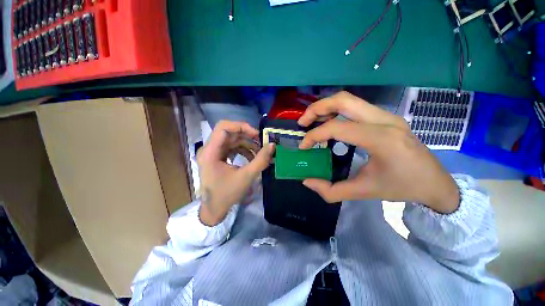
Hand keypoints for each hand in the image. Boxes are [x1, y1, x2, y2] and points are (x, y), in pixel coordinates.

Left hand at [197, 121, 274, 225]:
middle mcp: (209, 149)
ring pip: (232, 140)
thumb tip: (272, 145)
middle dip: (247, 136)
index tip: (256, 134)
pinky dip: (243, 150)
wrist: (214, 210)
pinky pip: (232, 148)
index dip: (241, 126)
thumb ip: (261, 160)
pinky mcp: (218, 158)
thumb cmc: (227, 194)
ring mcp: (213, 153)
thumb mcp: (246, 176)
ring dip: (247, 144)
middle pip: (229, 133)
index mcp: (210, 152)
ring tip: (260, 152)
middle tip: (262, 142)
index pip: (223, 127)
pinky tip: (252, 158)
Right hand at [298, 92, 459, 213]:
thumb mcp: (364, 192)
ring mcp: (387, 115)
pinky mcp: (386, 117)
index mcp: (381, 139)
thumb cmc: (402, 187)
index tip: (304, 147)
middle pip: (343, 100)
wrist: (435, 182)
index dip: (314, 136)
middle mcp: (385, 120)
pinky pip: (356, 106)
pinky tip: (330, 123)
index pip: (337, 128)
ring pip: (349, 100)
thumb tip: (307, 182)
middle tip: (303, 122)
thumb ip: (332, 190)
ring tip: (312, 121)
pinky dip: (337, 111)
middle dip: (317, 109)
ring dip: (326, 107)